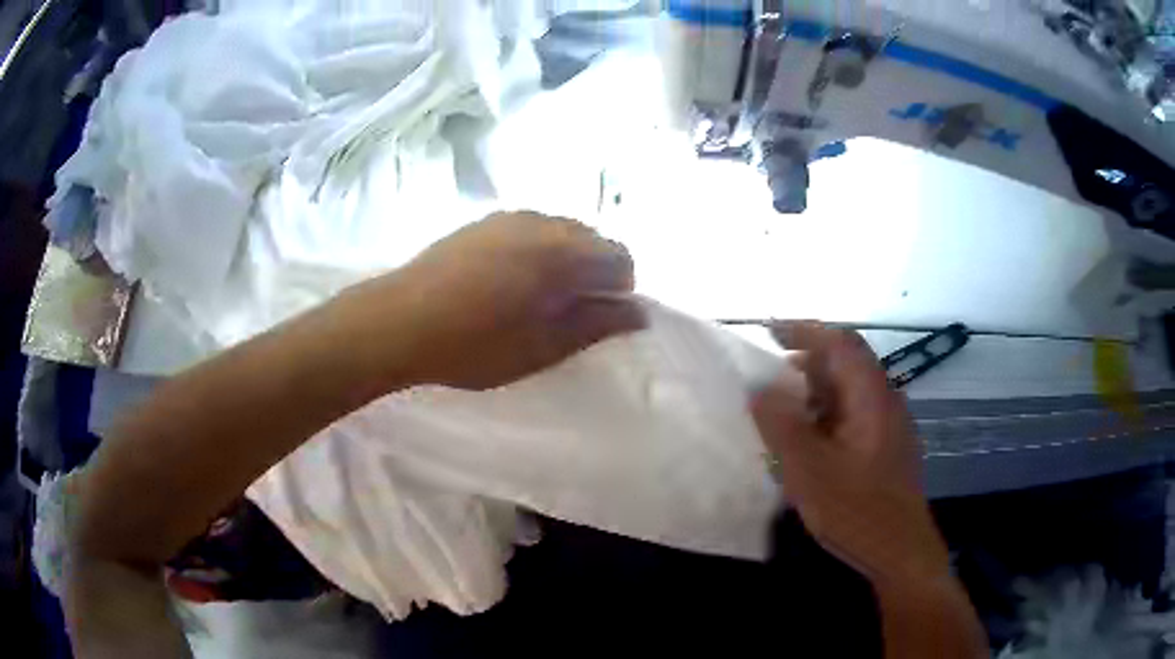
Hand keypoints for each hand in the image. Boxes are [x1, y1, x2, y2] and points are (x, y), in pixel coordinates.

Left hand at [385, 211, 645, 389]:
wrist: (399, 320)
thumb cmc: (474, 344)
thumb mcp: (542, 347)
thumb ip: (595, 325)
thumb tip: (639, 312)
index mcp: (564, 253)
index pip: (620, 258)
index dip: (618, 290)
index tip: (593, 317)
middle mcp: (543, 223)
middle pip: (593, 238)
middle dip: (592, 271)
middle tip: (565, 311)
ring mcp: (510, 217)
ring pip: (561, 231)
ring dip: (564, 259)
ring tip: (534, 296)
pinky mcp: (484, 221)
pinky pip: (530, 228)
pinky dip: (536, 249)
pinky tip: (506, 280)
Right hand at [751, 322, 949, 585]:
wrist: (900, 551)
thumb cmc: (856, 510)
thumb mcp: (808, 471)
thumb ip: (781, 425)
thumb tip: (759, 388)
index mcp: (871, 396)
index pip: (840, 342)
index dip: (804, 329)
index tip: (769, 331)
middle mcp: (886, 400)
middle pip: (847, 363)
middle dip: (806, 362)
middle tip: (769, 379)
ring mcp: (890, 425)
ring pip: (851, 391)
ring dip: (816, 391)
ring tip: (783, 413)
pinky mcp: (888, 447)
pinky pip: (855, 415)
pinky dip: (828, 415)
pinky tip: (810, 443)